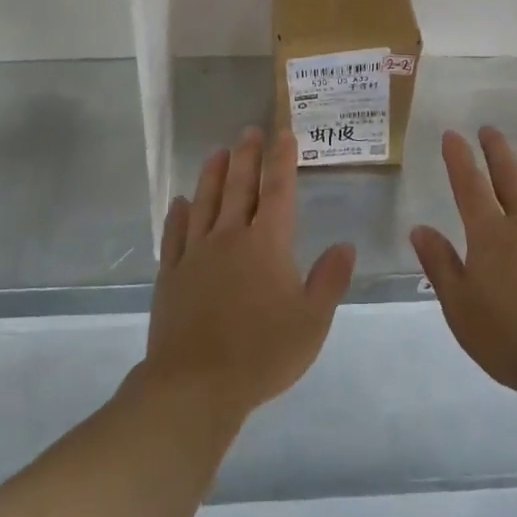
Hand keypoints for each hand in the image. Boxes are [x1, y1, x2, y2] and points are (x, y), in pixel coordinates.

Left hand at [143, 128, 356, 423]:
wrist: (196, 386)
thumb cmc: (262, 353)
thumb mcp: (313, 321)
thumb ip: (330, 279)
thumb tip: (345, 245)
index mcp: (267, 244)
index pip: (277, 191)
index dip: (282, 160)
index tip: (283, 133)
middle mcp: (230, 238)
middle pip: (239, 187)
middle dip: (247, 156)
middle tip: (249, 131)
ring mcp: (196, 254)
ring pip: (205, 203)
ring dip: (212, 175)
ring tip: (217, 152)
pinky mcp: (172, 275)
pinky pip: (175, 236)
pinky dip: (178, 215)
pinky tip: (179, 202)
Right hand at [410, 127, 516, 399]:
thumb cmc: (510, 338)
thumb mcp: (460, 307)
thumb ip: (441, 265)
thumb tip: (420, 229)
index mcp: (490, 235)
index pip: (469, 186)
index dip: (459, 158)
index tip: (453, 135)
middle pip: (511, 177)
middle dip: (498, 150)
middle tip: (490, 128)